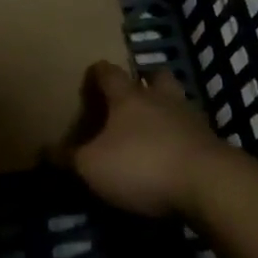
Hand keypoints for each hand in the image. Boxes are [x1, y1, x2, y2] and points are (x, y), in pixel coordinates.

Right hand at [57, 62, 228, 217]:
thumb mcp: (92, 167)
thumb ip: (68, 158)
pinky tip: (175, 155)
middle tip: (133, 93)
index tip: (91, 74)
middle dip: (145, 81)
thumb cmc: (142, 165)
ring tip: (155, 126)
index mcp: (128, 98)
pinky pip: (193, 133)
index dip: (98, 72)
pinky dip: (183, 139)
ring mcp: (192, 120)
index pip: (109, 73)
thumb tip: (44, 150)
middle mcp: (161, 100)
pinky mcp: (213, 145)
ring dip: (167, 109)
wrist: (210, 185)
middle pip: (155, 77)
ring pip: (178, 102)